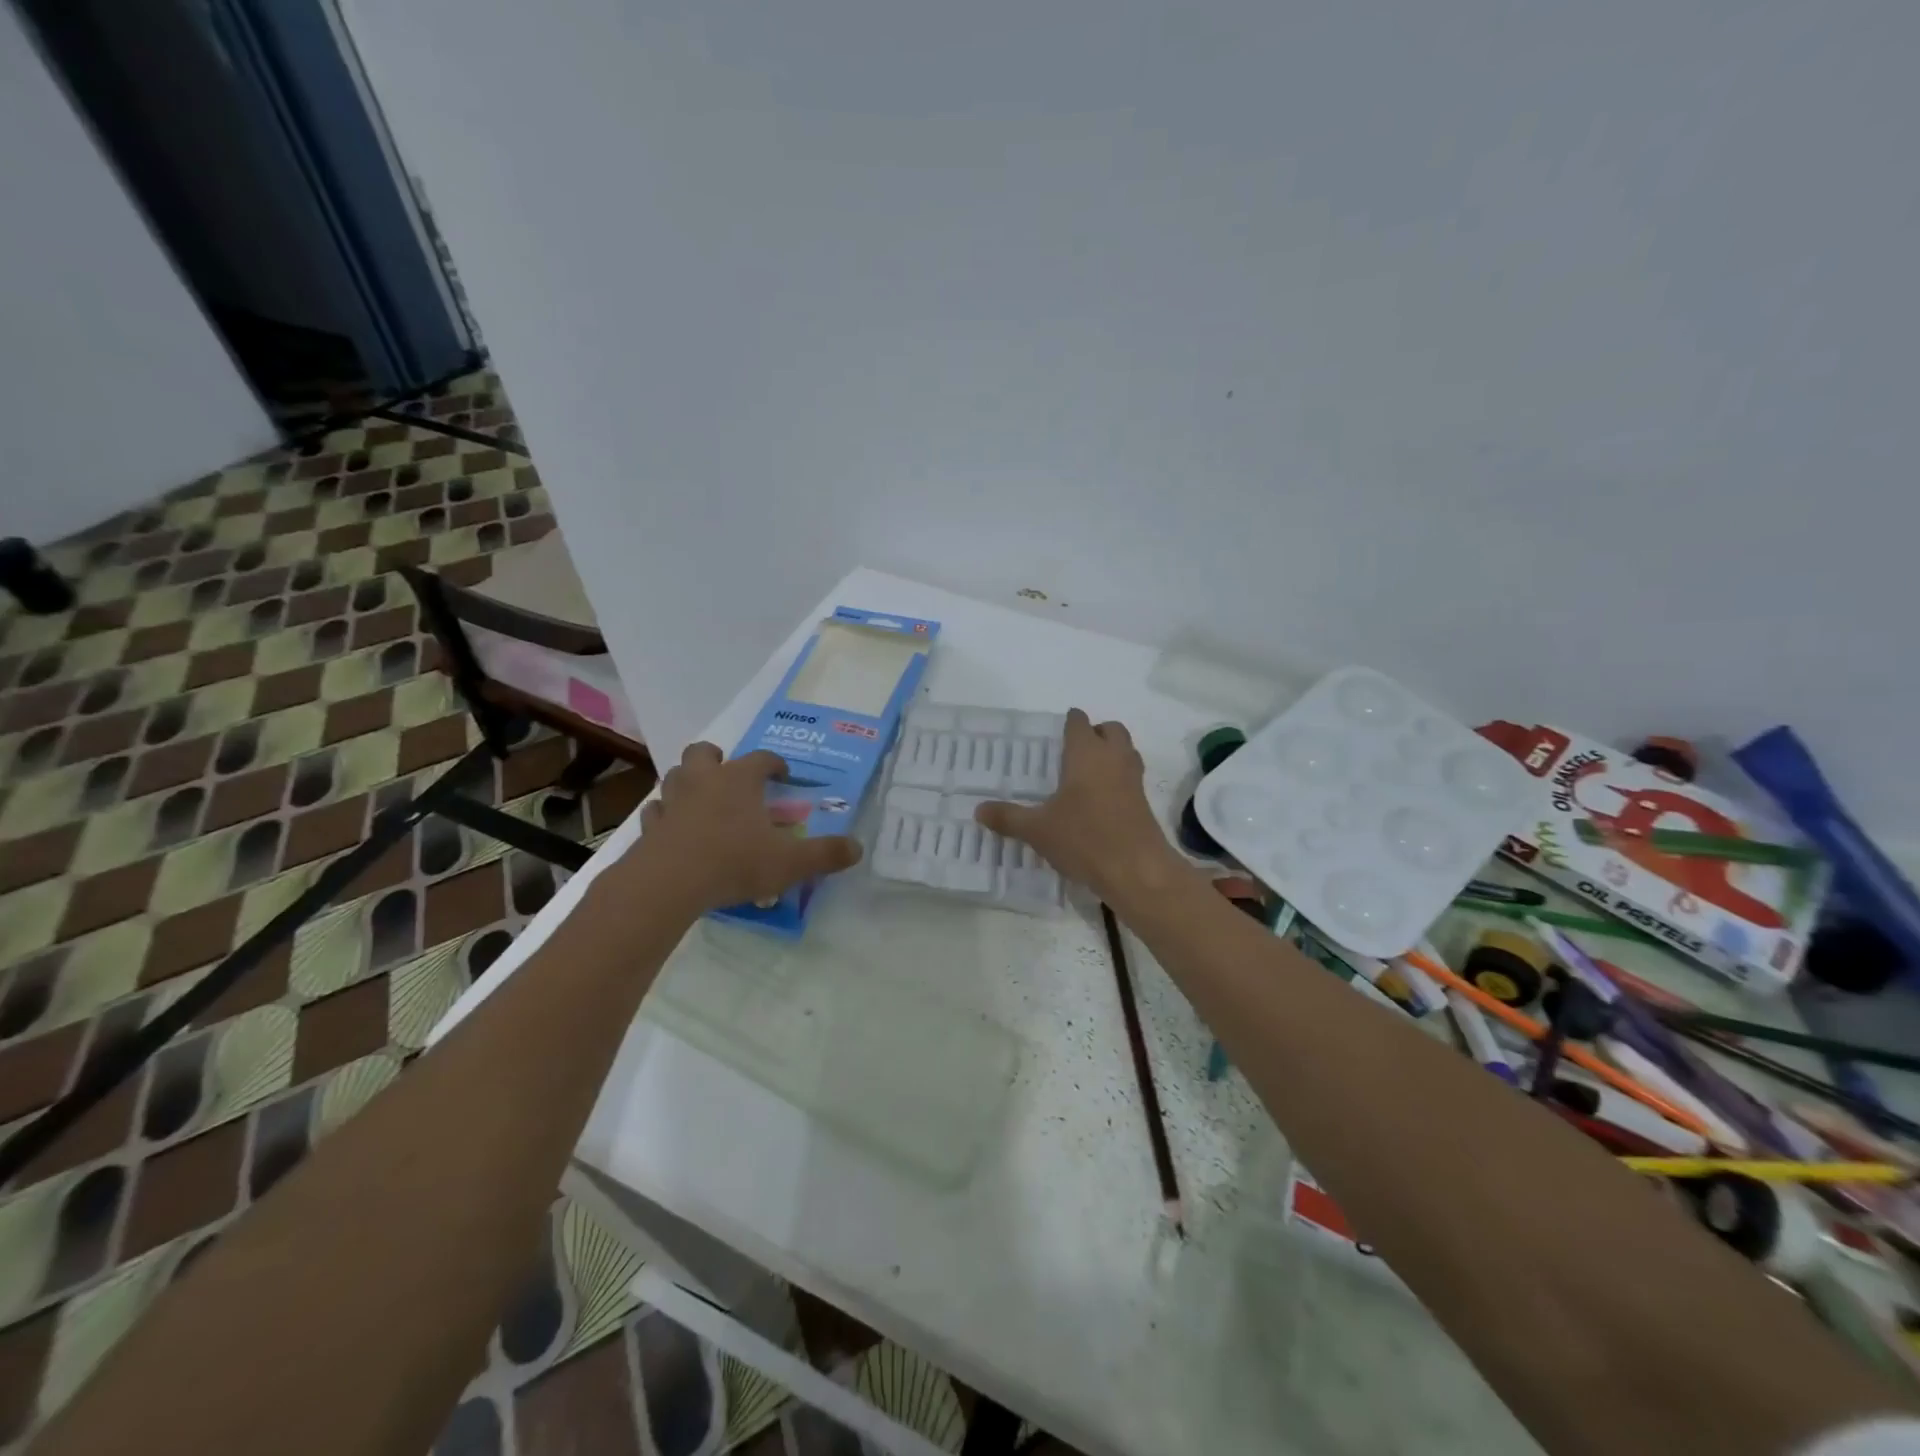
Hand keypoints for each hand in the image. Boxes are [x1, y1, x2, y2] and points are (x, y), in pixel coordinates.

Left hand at [625, 743, 862, 913]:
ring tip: (703, 801)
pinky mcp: (650, 827)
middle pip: (704, 752)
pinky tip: (674, 829)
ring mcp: (673, 802)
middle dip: (717, 758)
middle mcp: (704, 781)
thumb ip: (825, 854)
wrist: (668, 883)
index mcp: (739, 780)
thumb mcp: (790, 862)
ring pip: (675, 776)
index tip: (784, 775)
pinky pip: (656, 812)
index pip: (762, 759)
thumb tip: (857, 848)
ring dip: (688, 782)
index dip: (775, 764)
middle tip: (731, 777)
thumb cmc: (734, 862)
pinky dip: (665, 815)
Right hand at [974, 709, 1191, 907]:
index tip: (1058, 731)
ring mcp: (1133, 780)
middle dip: (1096, 733)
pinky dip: (1118, 779)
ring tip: (1087, 773)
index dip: (1070, 722)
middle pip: (1111, 730)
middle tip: (1074, 750)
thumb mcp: (1038, 829)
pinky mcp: (1144, 802)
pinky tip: (1100, 801)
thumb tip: (979, 810)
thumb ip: (1008, 817)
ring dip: (1111, 754)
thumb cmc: (1084, 838)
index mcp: (1086, 754)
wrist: (1136, 869)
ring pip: (1126, 751)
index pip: (1080, 722)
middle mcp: (1113, 758)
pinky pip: (1131, 777)